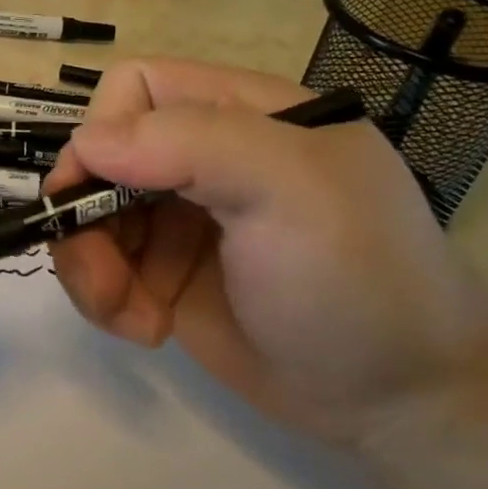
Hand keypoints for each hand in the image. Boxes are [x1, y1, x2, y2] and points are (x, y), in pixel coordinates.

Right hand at [48, 60, 487, 442]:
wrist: (402, 401)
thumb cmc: (356, 277)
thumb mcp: (289, 189)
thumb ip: (188, 143)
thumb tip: (85, 144)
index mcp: (238, 112)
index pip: (136, 87)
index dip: (103, 132)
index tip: (97, 193)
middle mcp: (201, 157)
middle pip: (99, 157)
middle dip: (85, 216)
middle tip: (106, 279)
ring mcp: (179, 217)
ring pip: (88, 214)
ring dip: (90, 265)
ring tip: (131, 316)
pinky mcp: (164, 273)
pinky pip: (100, 264)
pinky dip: (104, 297)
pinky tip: (147, 328)